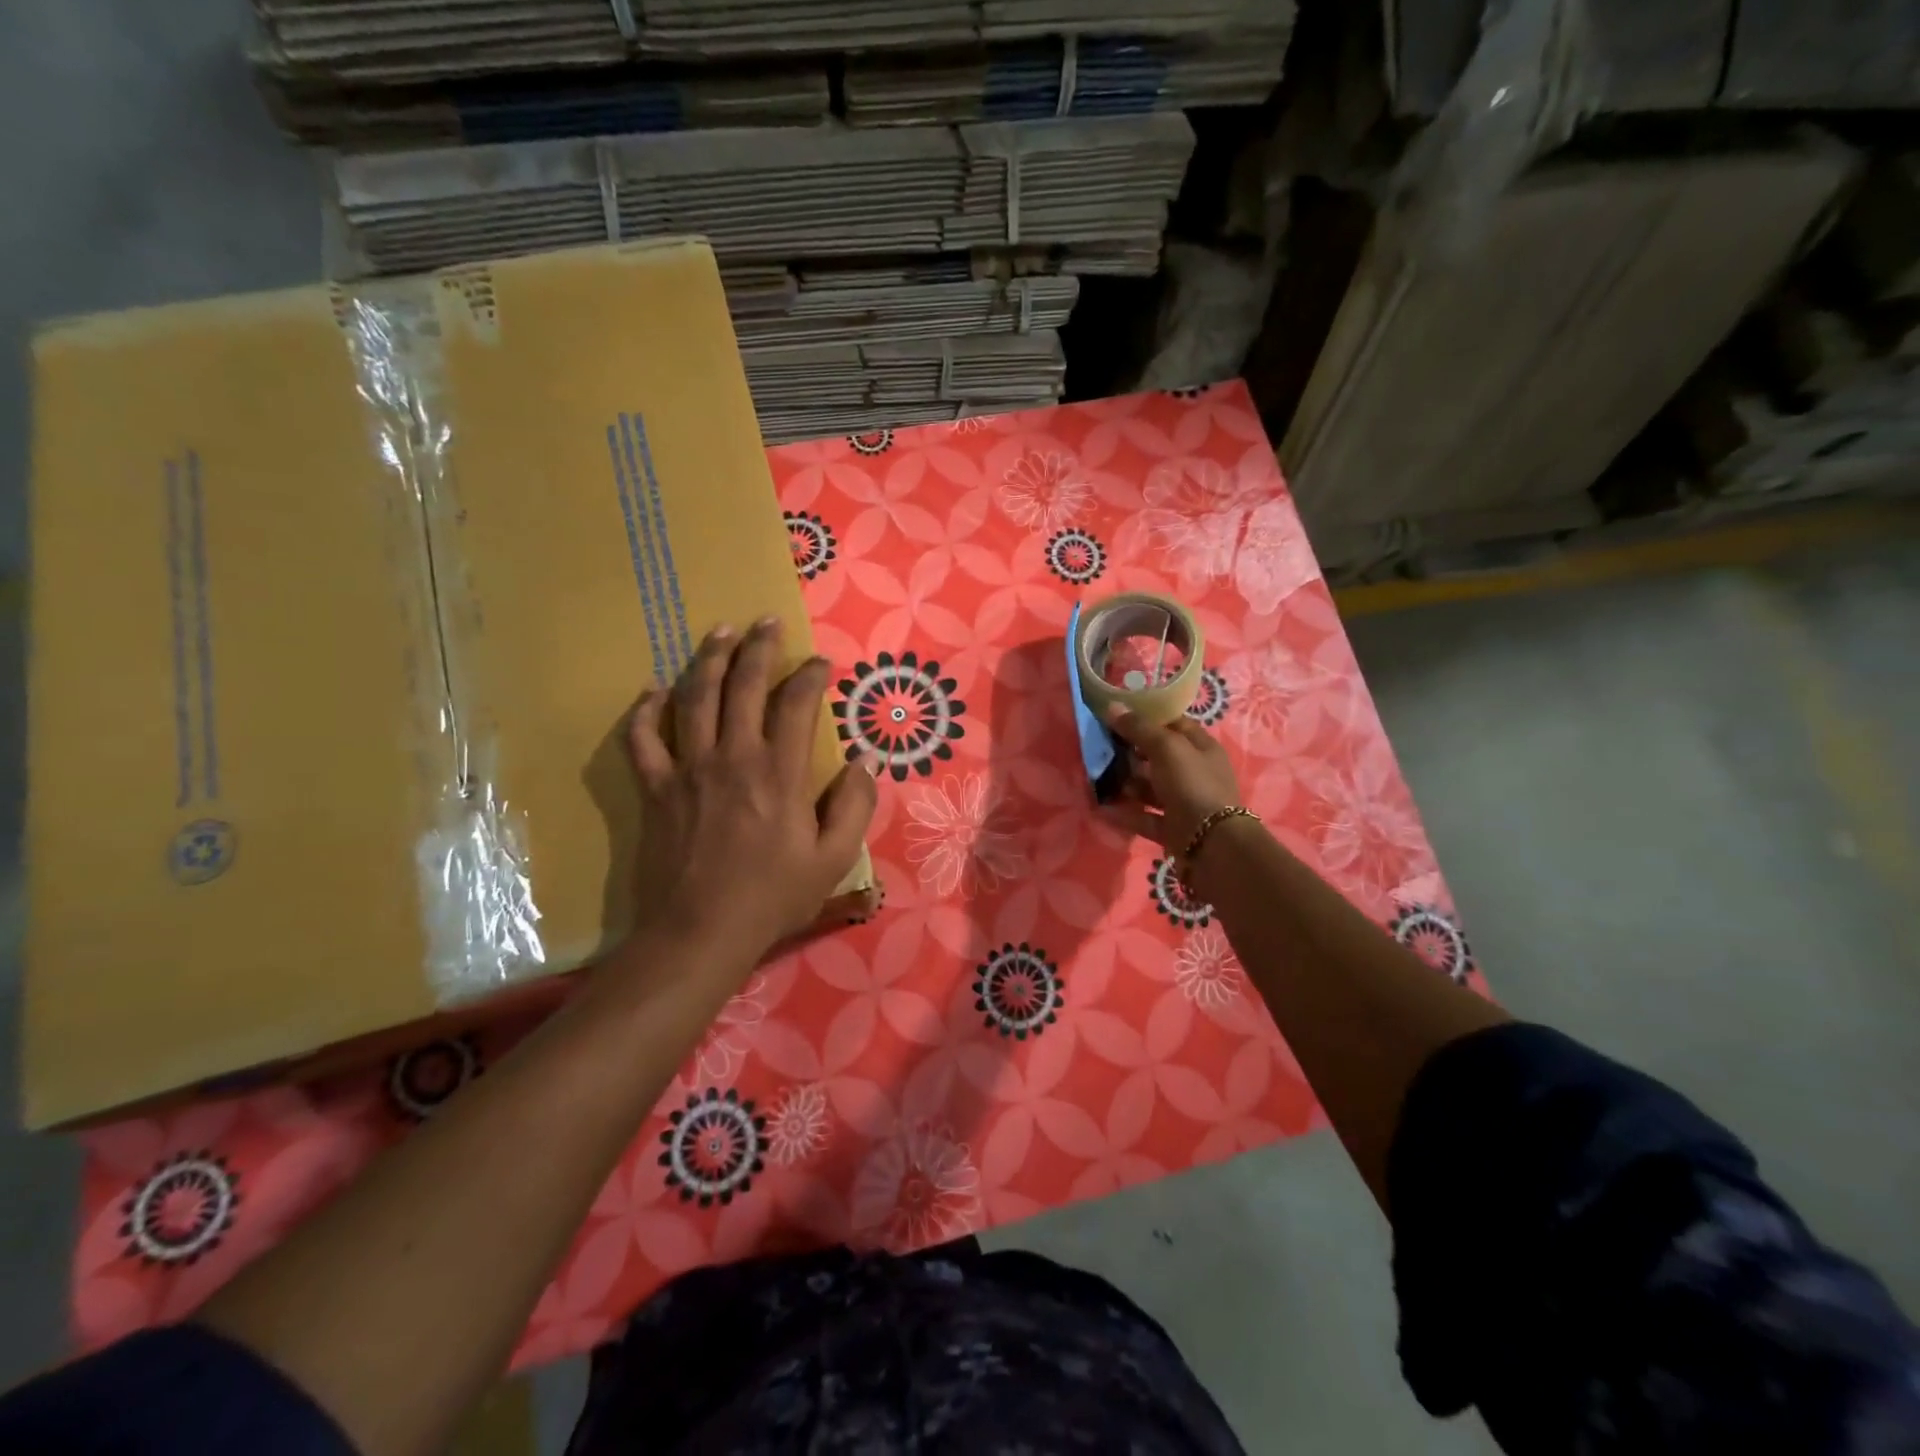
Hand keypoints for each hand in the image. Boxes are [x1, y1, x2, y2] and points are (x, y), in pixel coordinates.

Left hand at [626, 619, 876, 966]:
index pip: (797, 704)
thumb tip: (865, 760)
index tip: (821, 663)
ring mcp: (688, 769)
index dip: (811, 676)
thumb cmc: (773, 897)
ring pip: (693, 698)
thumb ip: (854, 805)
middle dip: (758, 647)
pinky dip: (644, 711)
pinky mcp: (656, 788)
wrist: (700, 932)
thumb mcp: (833, 859)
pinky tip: (653, 691)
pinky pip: (642, 739)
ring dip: (707, 660)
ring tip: (719, 632)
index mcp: (780, 773)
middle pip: (742, 685)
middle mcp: (733, 757)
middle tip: (766, 621)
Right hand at [1100, 706, 1241, 853]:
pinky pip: (1145, 817)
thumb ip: (1139, 728)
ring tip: (1099, 777)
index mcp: (1201, 748)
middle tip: (1101, 747)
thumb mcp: (1166, 748)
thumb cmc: (1192, 785)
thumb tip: (1112, 705)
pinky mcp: (1173, 829)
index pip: (1174, 725)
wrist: (1211, 846)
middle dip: (1131, 752)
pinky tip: (1102, 808)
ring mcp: (1184, 803)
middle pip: (1159, 757)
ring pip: (1151, 788)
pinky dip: (1126, 813)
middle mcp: (1195, 773)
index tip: (1117, 716)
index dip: (1148, 718)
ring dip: (1127, 783)